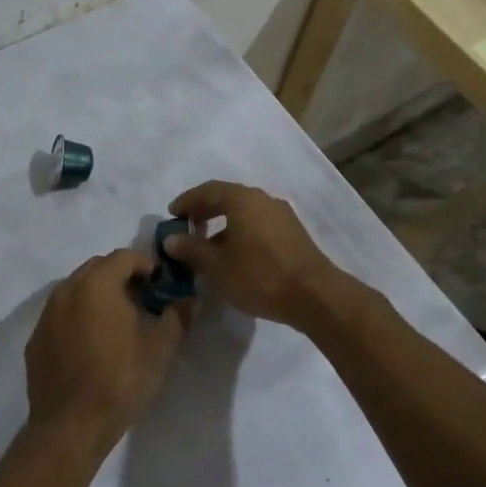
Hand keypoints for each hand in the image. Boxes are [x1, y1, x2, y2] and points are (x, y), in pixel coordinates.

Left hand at [23, 249, 186, 456]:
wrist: (70, 427)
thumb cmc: (120, 381)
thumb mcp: (160, 349)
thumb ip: (176, 316)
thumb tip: (186, 299)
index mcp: (97, 284)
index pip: (124, 257)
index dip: (146, 265)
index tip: (161, 284)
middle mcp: (67, 290)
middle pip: (97, 268)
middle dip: (121, 277)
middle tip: (142, 301)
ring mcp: (46, 314)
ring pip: (77, 290)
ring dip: (98, 296)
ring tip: (118, 323)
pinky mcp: (36, 339)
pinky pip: (61, 315)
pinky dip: (78, 317)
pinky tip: (91, 345)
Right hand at [164, 181, 354, 331]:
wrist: (314, 296)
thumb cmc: (259, 276)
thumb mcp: (217, 266)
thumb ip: (191, 250)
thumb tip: (170, 239)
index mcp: (243, 200)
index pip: (207, 190)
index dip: (187, 201)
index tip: (172, 215)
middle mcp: (263, 200)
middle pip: (227, 198)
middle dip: (205, 211)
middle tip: (187, 228)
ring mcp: (281, 215)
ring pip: (244, 213)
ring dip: (223, 225)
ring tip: (208, 248)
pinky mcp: (293, 233)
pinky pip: (258, 224)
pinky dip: (240, 233)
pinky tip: (234, 256)